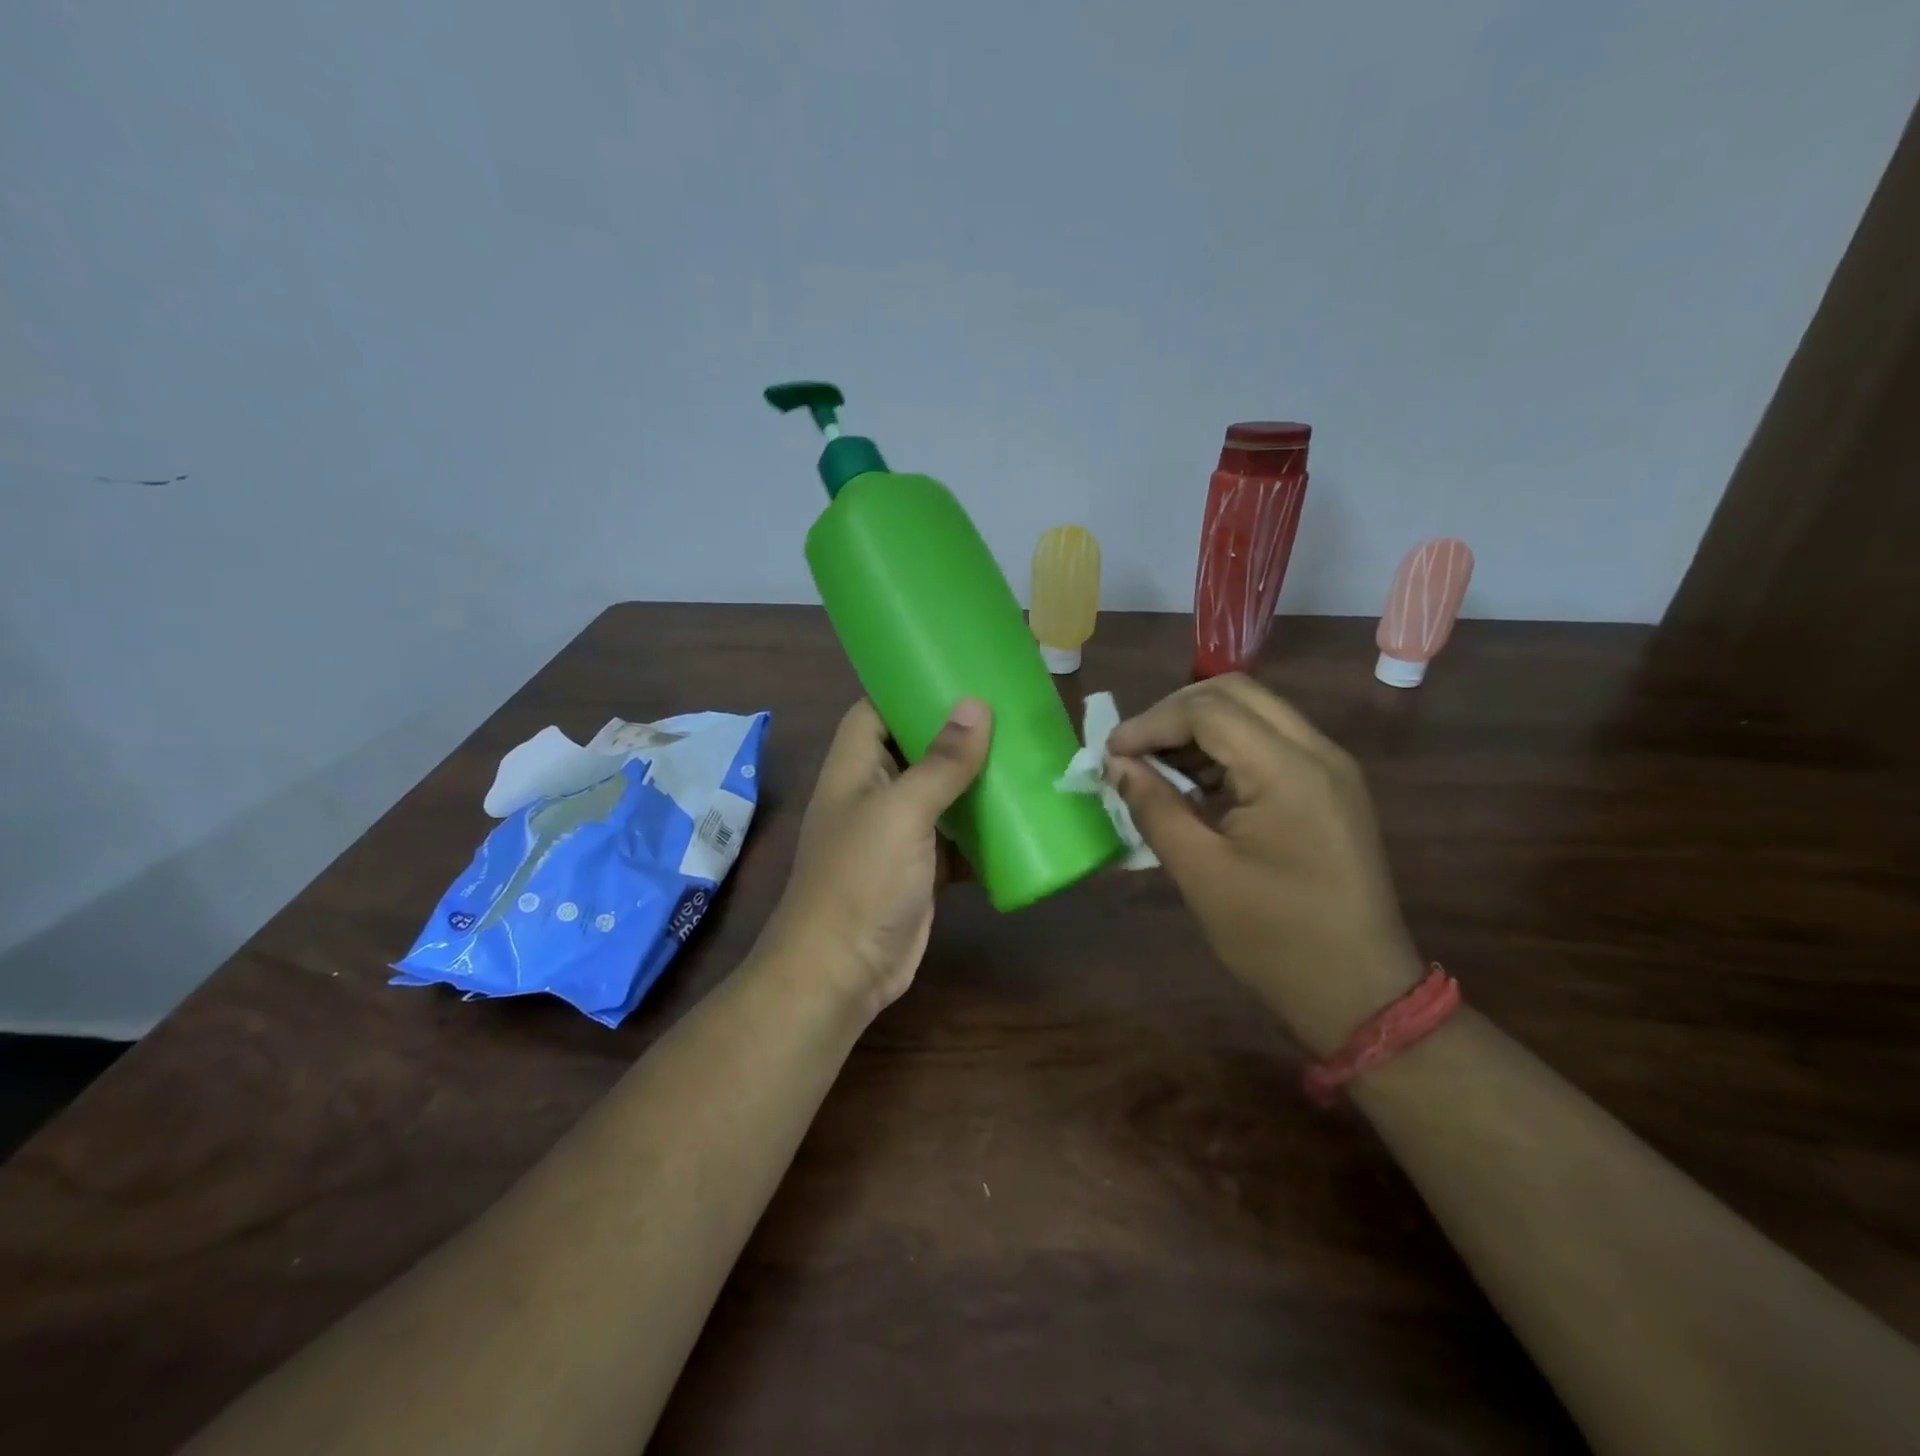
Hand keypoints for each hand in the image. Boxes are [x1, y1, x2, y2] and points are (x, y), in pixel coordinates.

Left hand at [758, 698, 991, 1017]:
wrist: (843, 972)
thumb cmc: (862, 879)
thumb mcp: (902, 812)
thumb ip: (940, 762)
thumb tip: (976, 705)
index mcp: (854, 768)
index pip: (874, 711)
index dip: (907, 689)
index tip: (956, 674)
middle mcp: (873, 793)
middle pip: (914, 749)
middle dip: (955, 734)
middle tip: (1007, 711)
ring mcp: (897, 834)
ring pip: (940, 795)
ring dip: (974, 781)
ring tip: (1023, 753)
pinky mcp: (921, 869)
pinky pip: (956, 839)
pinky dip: (982, 831)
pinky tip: (1020, 817)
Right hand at [1106, 674, 1420, 1055]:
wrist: (1361, 992)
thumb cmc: (1275, 939)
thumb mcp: (1201, 873)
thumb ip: (1155, 807)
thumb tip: (1116, 765)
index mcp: (1290, 771)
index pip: (1209, 710)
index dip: (1151, 723)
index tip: (1110, 754)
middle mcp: (1318, 752)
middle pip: (1235, 694)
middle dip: (1174, 712)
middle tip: (1133, 750)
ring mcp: (1331, 768)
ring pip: (1254, 712)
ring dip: (1199, 728)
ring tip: (1156, 766)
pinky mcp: (1331, 788)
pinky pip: (1271, 742)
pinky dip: (1226, 749)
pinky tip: (1196, 782)